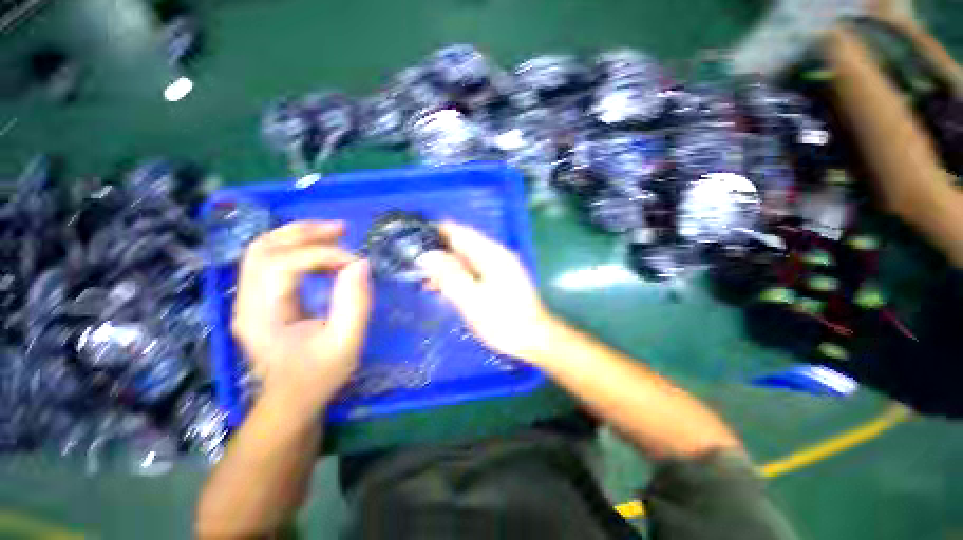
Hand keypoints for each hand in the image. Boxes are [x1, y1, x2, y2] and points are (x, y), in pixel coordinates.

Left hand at [232, 221, 371, 416]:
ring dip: (298, 235)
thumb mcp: (347, 343)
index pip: (284, 265)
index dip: (323, 255)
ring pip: (262, 250)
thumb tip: (360, 263)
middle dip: (303, 232)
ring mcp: (249, 299)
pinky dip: (297, 249)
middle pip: (263, 248)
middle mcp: (247, 301)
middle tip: (341, 229)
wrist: (292, 399)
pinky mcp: (259, 299)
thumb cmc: (320, 375)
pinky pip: (271, 261)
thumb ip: (355, 303)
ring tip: (334, 233)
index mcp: (263, 315)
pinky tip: (323, 253)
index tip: (356, 264)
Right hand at [418, 222, 554, 362]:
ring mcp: (499, 268)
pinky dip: (458, 276)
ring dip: (447, 267)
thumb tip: (427, 256)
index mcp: (491, 254)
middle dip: (440, 251)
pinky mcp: (499, 280)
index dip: (438, 232)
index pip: (461, 233)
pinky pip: (473, 271)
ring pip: (467, 260)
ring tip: (424, 278)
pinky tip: (443, 287)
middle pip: (463, 245)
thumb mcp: (471, 300)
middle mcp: (496, 255)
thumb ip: (449, 276)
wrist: (534, 339)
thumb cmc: (503, 320)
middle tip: (415, 261)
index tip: (416, 237)